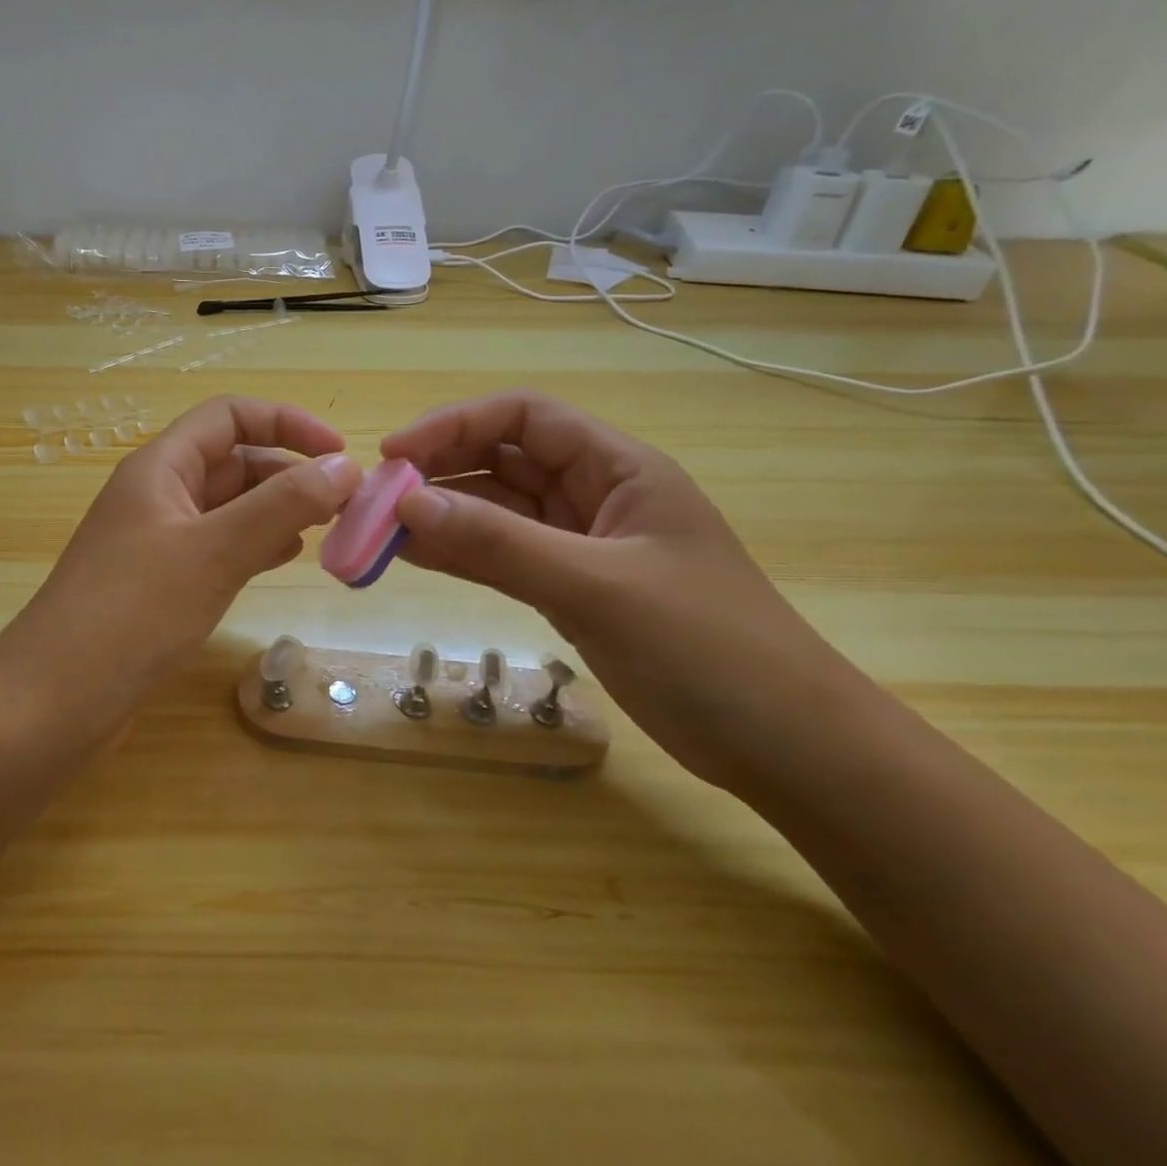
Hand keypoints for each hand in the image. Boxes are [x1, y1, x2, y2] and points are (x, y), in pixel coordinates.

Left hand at [5, 396, 361, 726]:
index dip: (287, 422)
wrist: (54, 702)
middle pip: (233, 460)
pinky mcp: (160, 583)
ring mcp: (156, 540)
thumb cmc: (133, 613)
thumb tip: (346, 466)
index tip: (340, 453)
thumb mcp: (214, 551)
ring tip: (325, 529)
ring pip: (228, 506)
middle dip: (289, 471)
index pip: (230, 416)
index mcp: (161, 467)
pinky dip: (254, 544)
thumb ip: (282, 504)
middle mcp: (158, 494)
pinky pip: (218, 546)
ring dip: (276, 509)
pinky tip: (283, 558)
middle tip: (345, 503)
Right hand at [382, 390, 864, 788]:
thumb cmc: (708, 649)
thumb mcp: (596, 586)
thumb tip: (408, 504)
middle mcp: (595, 495)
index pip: (523, 417)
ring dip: (443, 515)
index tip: (395, 454)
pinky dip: (461, 553)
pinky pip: (503, 555)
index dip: (455, 424)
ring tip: (383, 530)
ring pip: (498, 511)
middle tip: (379, 499)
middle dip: (440, 470)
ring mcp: (582, 544)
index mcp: (618, 468)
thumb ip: (499, 543)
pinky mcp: (572, 588)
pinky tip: (417, 558)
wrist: (787, 748)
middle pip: (503, 459)